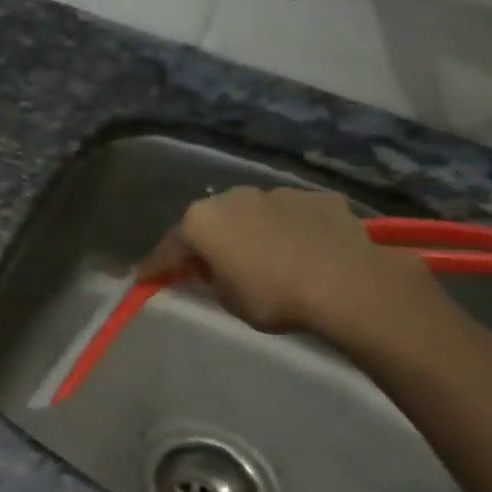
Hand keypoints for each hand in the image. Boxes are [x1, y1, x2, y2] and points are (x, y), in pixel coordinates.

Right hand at [141, 186, 443, 343]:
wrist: (346, 283)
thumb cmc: (272, 296)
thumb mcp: (227, 299)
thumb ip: (210, 279)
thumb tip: (213, 269)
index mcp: (202, 222)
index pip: (168, 248)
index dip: (156, 267)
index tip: (146, 280)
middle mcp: (233, 197)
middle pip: (210, 222)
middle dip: (205, 242)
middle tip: (205, 266)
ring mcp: (277, 193)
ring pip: (252, 214)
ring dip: (249, 232)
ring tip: (260, 258)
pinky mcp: (317, 198)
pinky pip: (290, 216)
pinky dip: (288, 230)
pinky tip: (299, 250)